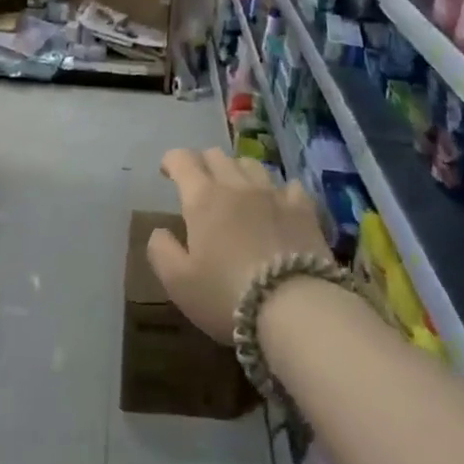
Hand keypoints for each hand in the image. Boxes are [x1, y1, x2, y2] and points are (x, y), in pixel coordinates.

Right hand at [148, 147, 328, 342]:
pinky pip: (287, 185)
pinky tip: (277, 203)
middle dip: (202, 163)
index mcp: (203, 198)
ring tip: (236, 190)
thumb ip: (161, 250)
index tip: (167, 172)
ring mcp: (273, 194)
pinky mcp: (303, 209)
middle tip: (198, 183)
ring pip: (250, 164)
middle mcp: (236, 185)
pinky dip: (276, 190)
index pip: (182, 160)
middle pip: (217, 155)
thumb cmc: (226, 295)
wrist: (295, 309)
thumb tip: (160, 231)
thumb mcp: (178, 282)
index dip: (171, 160)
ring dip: (237, 171)